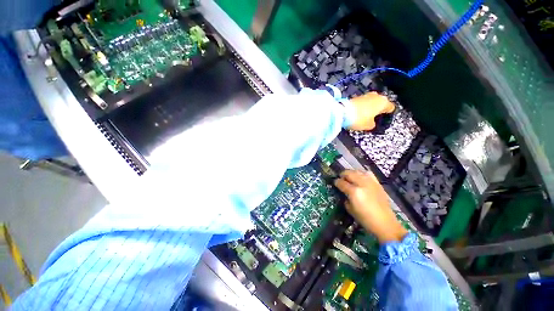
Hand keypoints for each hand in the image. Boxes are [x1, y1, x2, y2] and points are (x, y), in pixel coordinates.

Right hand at [334, 170, 407, 243]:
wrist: (385, 223)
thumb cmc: (365, 219)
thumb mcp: (350, 209)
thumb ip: (345, 198)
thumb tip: (344, 192)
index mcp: (354, 192)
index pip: (341, 182)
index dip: (336, 182)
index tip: (335, 183)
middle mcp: (362, 184)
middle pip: (349, 173)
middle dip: (343, 175)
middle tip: (341, 179)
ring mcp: (371, 182)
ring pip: (357, 171)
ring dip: (352, 173)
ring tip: (350, 178)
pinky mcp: (377, 183)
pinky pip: (368, 173)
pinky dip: (362, 174)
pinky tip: (361, 178)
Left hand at [348, 92, 394, 130]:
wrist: (343, 112)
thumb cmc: (359, 119)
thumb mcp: (369, 125)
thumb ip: (373, 124)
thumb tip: (371, 122)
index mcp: (383, 102)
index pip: (391, 107)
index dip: (388, 114)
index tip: (384, 118)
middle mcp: (376, 96)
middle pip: (381, 102)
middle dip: (378, 108)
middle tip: (374, 117)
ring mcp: (366, 95)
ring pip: (371, 101)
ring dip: (370, 106)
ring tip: (366, 115)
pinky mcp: (356, 96)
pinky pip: (363, 102)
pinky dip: (362, 106)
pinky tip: (358, 112)